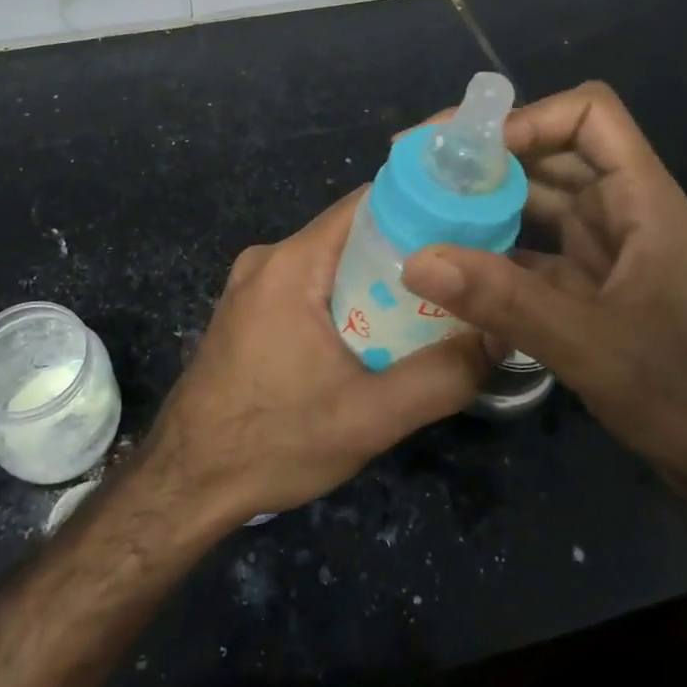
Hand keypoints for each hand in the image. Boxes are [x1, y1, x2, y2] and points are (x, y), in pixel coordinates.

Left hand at [143, 189, 490, 528]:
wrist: (186, 482)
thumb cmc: (273, 442)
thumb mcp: (370, 418)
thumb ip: (441, 377)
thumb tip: (500, 335)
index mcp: (292, 263)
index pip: (367, 204)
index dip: (420, 210)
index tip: (465, 233)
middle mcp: (268, 259)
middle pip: (352, 234)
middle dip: (405, 255)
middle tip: (455, 288)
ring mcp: (251, 284)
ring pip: (331, 263)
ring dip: (375, 284)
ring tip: (423, 317)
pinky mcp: (246, 310)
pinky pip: (307, 286)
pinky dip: (343, 301)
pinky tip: (368, 340)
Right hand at [401, 81, 686, 539]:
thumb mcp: (591, 345)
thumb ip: (504, 300)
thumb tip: (415, 259)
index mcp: (641, 199)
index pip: (588, 114)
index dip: (528, 118)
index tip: (467, 151)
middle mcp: (621, 211)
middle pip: (551, 151)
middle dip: (486, 154)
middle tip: (417, 167)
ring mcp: (605, 250)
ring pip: (537, 200)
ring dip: (484, 199)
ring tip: (420, 206)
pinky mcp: (589, 287)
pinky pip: (531, 248)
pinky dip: (492, 248)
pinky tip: (448, 264)